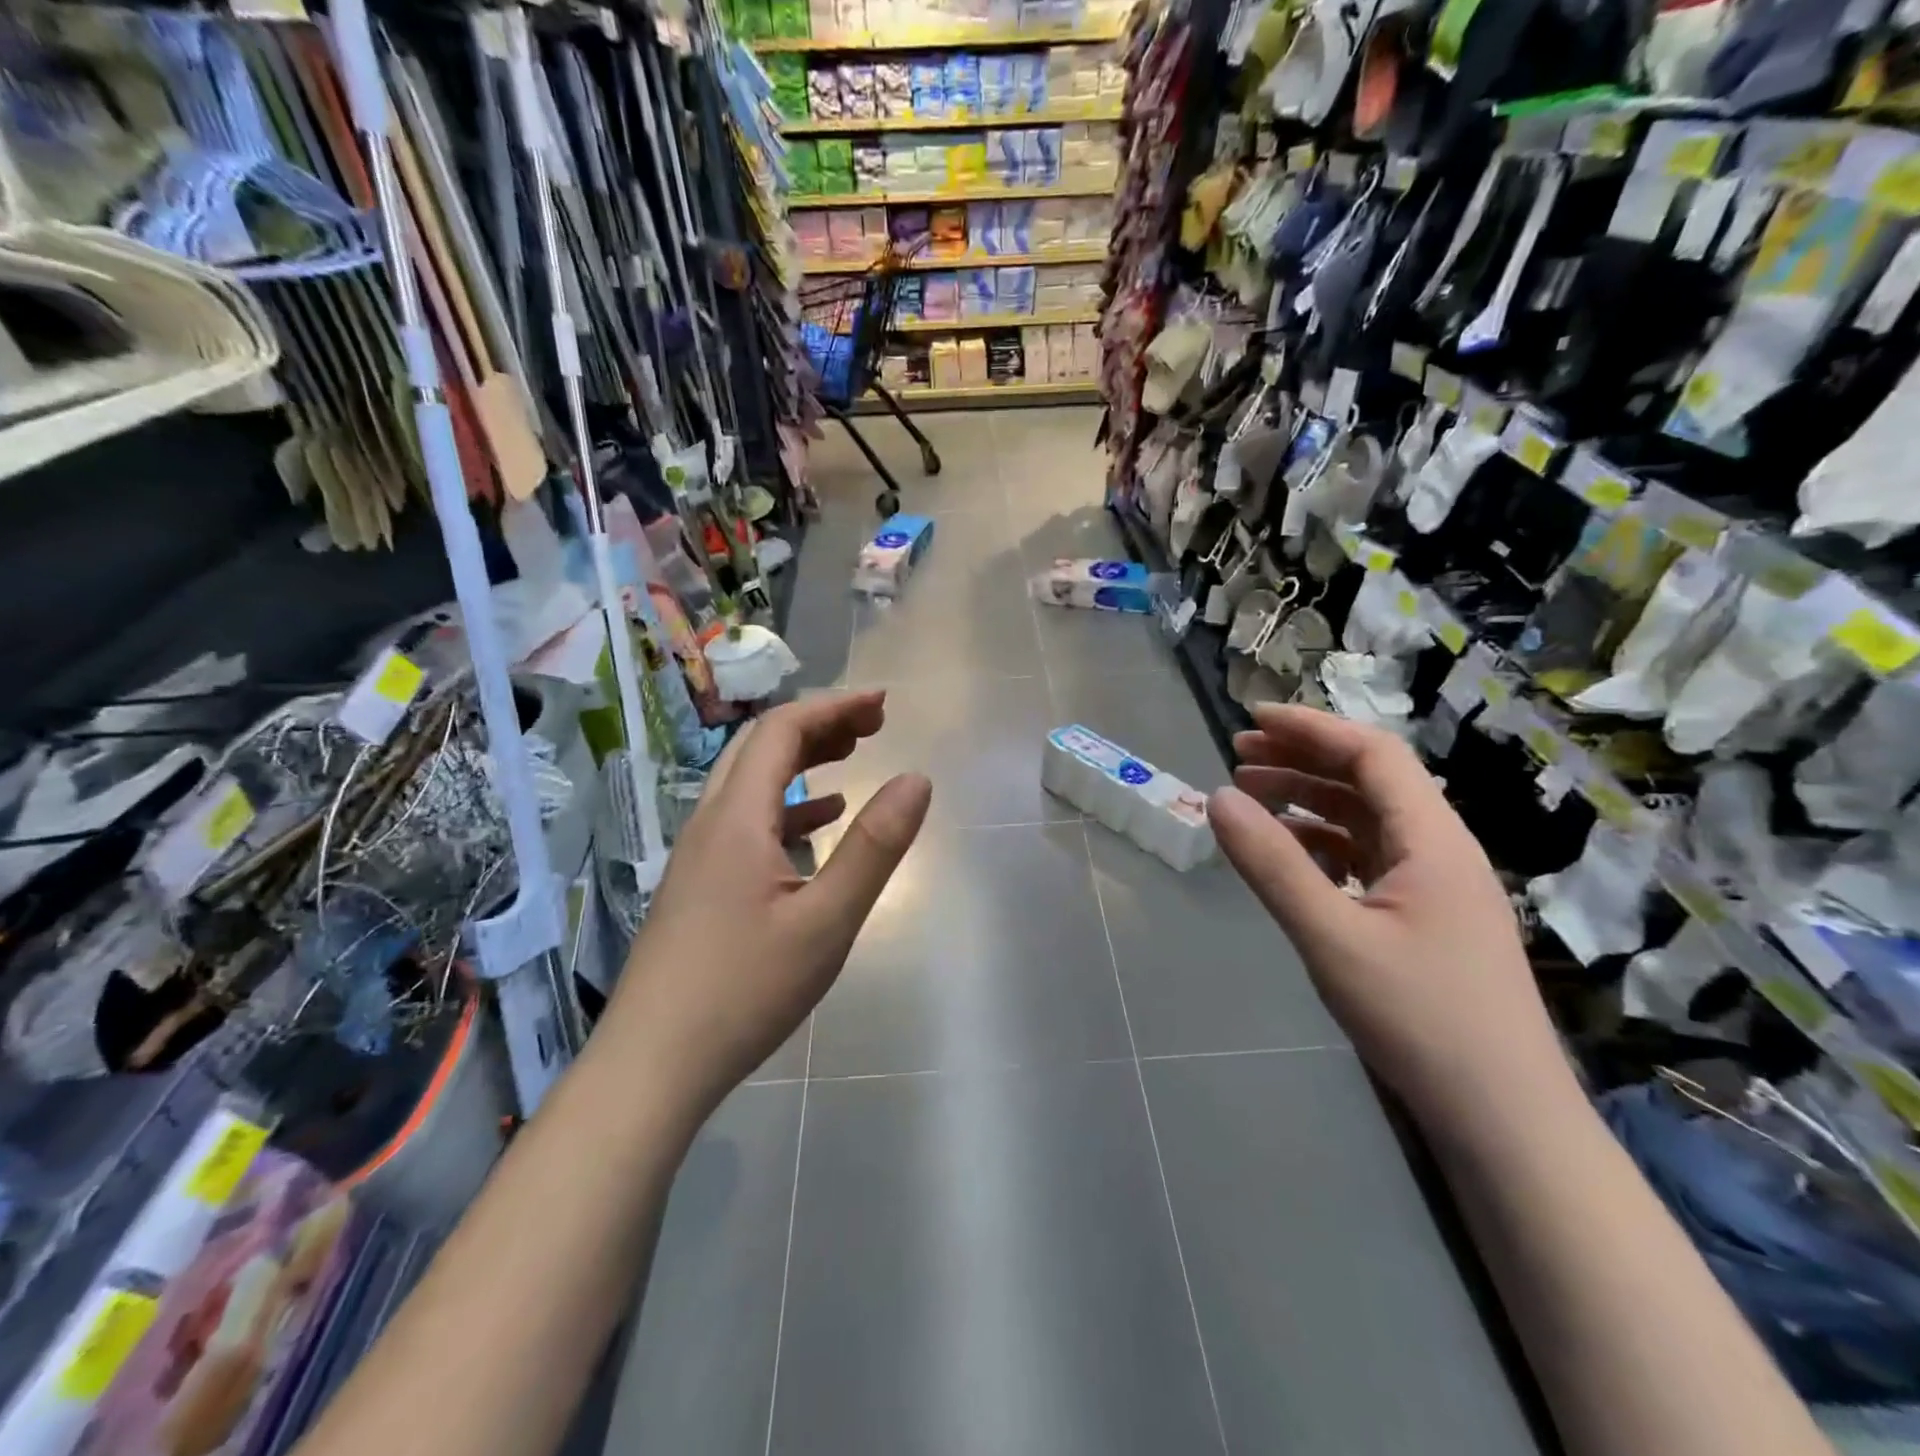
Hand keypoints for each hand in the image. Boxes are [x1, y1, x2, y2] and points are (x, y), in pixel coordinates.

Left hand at [603, 691, 930, 1128]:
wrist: (651, 1064)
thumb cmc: (744, 990)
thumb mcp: (826, 921)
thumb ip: (874, 847)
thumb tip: (917, 780)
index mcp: (737, 817)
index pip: (783, 731)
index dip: (835, 707)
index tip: (884, 704)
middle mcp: (710, 822)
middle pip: (762, 747)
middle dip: (819, 725)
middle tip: (873, 726)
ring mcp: (698, 854)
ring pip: (751, 783)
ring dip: (802, 761)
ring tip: (852, 758)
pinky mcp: (698, 884)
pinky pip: (746, 820)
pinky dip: (788, 805)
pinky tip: (818, 824)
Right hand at [1206, 704, 1574, 1131]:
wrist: (1505, 1121)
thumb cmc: (1422, 1021)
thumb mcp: (1332, 938)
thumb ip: (1272, 864)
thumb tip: (1218, 797)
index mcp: (1433, 840)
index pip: (1372, 754)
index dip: (1310, 728)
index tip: (1250, 719)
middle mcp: (1440, 850)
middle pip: (1368, 781)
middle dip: (1302, 760)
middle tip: (1237, 757)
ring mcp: (1435, 887)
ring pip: (1366, 821)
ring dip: (1309, 802)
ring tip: (1251, 800)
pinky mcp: (1425, 920)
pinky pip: (1367, 860)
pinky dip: (1322, 845)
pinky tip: (1289, 858)